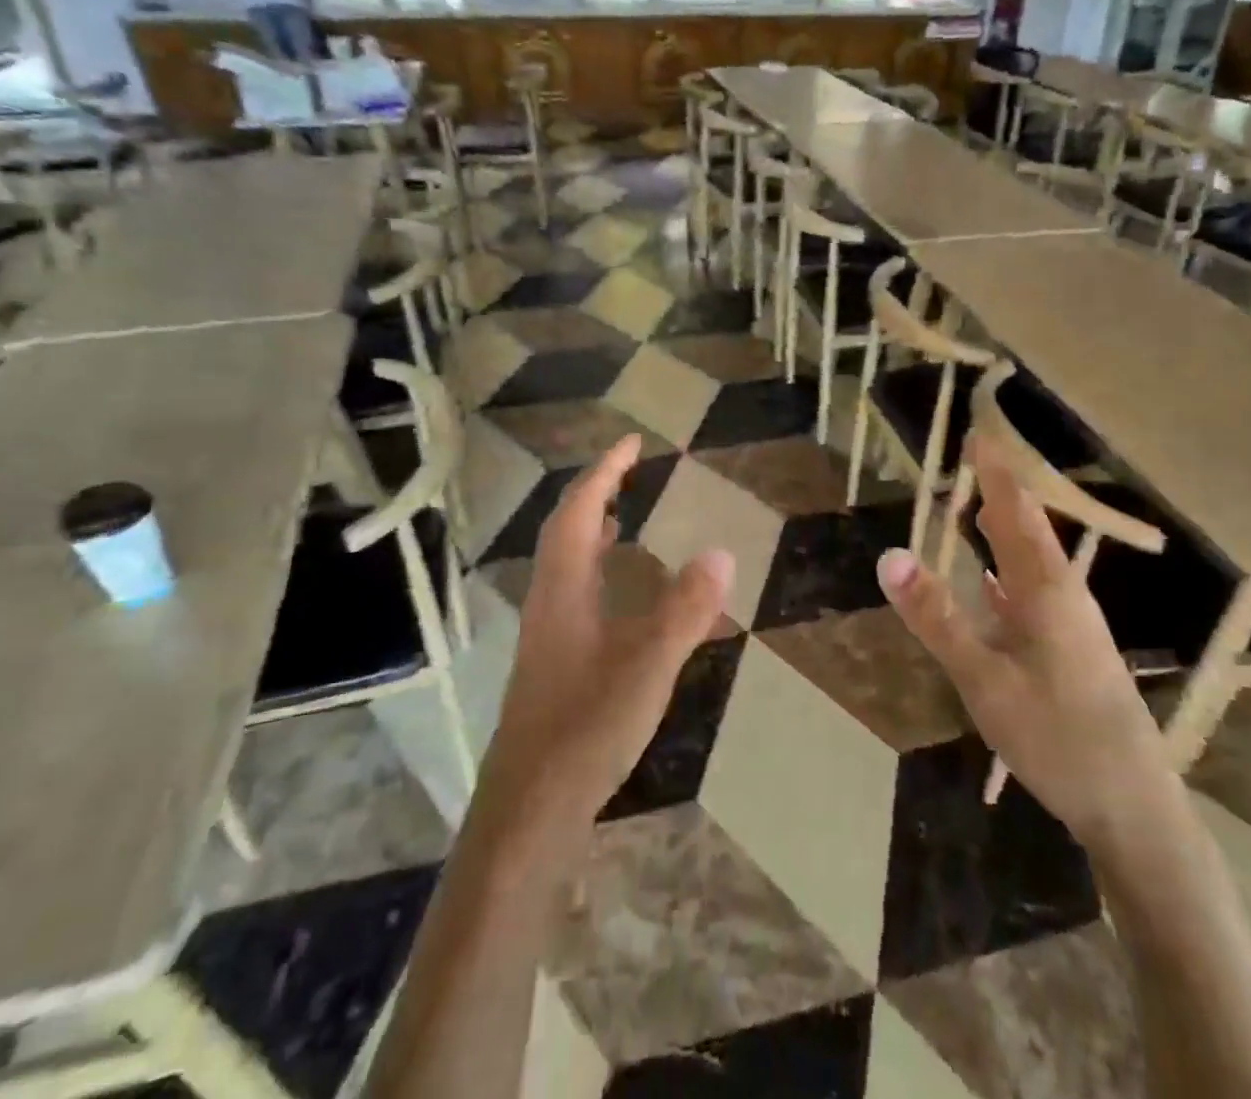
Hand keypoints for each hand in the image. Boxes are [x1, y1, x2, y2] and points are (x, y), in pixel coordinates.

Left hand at [482, 435, 733, 828]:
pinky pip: (574, 594)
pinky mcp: (552, 663)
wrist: (529, 809)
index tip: (632, 442)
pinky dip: (596, 572)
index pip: (579, 509)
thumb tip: (722, 551)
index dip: (605, 471)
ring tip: (621, 517)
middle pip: (565, 529)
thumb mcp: (648, 664)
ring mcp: (547, 633)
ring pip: (566, 564)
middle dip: (595, 492)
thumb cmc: (586, 727)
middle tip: (629, 471)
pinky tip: (619, 597)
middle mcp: (549, 600)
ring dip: (591, 530)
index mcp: (564, 587)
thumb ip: (685, 609)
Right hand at [875, 436, 1175, 850]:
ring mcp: (1073, 625)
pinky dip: (1010, 570)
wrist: (1134, 810)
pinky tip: (997, 581)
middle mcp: (1065, 595)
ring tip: (980, 505)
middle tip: (973, 460)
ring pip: (1034, 560)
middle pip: (1030, 528)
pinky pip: (1035, 591)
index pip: (1016, 511)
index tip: (978, 432)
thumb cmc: (1058, 739)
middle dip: (1001, 491)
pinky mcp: (1073, 650)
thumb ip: (937, 617)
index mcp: (1047, 590)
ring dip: (1007, 528)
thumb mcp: (984, 679)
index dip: (995, 472)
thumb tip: (889, 554)